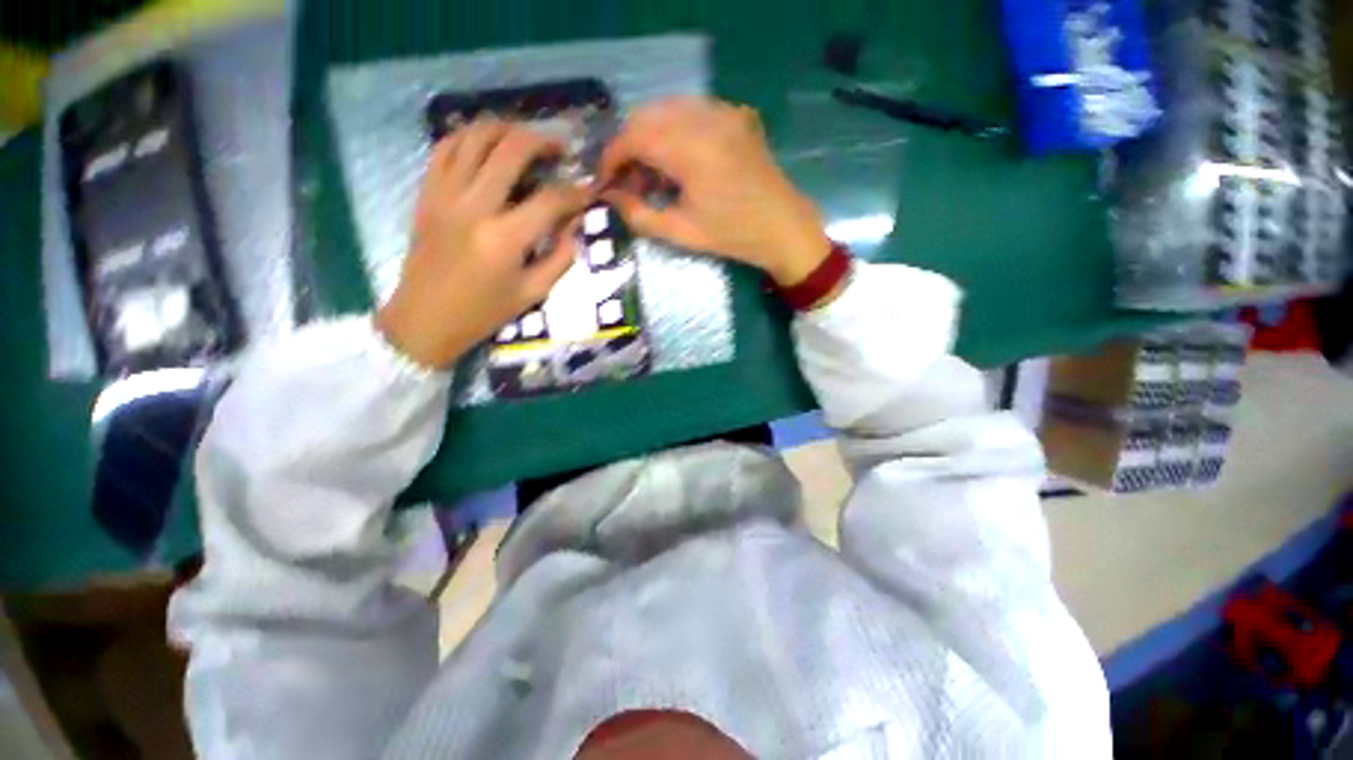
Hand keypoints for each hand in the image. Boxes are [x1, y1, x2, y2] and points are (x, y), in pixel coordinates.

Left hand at [375, 120, 590, 368]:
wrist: (425, 318)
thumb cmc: (484, 312)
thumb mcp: (533, 293)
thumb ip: (561, 257)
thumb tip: (574, 226)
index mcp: (504, 238)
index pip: (550, 199)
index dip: (575, 192)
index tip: (588, 191)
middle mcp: (474, 206)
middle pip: (511, 150)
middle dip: (544, 142)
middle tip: (561, 149)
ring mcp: (444, 194)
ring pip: (475, 136)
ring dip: (506, 129)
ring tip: (526, 140)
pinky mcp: (426, 192)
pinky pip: (445, 147)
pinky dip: (469, 136)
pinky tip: (487, 144)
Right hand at [600, 97, 828, 285]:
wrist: (783, 226)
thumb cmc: (733, 235)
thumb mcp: (682, 232)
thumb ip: (640, 215)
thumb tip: (611, 199)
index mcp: (691, 149)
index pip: (634, 137)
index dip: (612, 157)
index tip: (604, 181)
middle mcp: (705, 118)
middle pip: (647, 116)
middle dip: (628, 146)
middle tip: (627, 180)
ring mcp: (723, 112)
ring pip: (668, 109)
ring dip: (649, 135)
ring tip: (650, 172)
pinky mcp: (735, 115)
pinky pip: (692, 111)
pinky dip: (673, 129)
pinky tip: (676, 158)